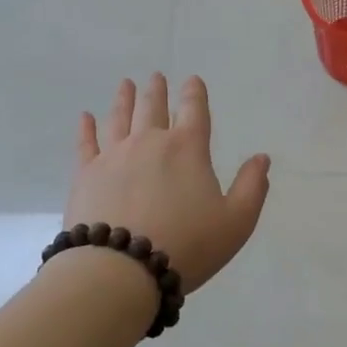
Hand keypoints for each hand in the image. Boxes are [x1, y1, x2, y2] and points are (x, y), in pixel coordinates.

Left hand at [66, 74, 271, 292]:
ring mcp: (114, 156)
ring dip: (124, 99)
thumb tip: (261, 158)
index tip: (192, 80)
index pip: (194, 111)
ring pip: (120, 118)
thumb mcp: (236, 221)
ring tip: (126, 85)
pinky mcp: (86, 175)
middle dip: (158, 90)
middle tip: (156, 77)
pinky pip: (86, 144)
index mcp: (188, 149)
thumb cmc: (187, 245)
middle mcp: (150, 142)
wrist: (121, 270)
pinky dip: (86, 128)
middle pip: (154, 108)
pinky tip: (85, 117)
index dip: (195, 93)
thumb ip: (252, 187)